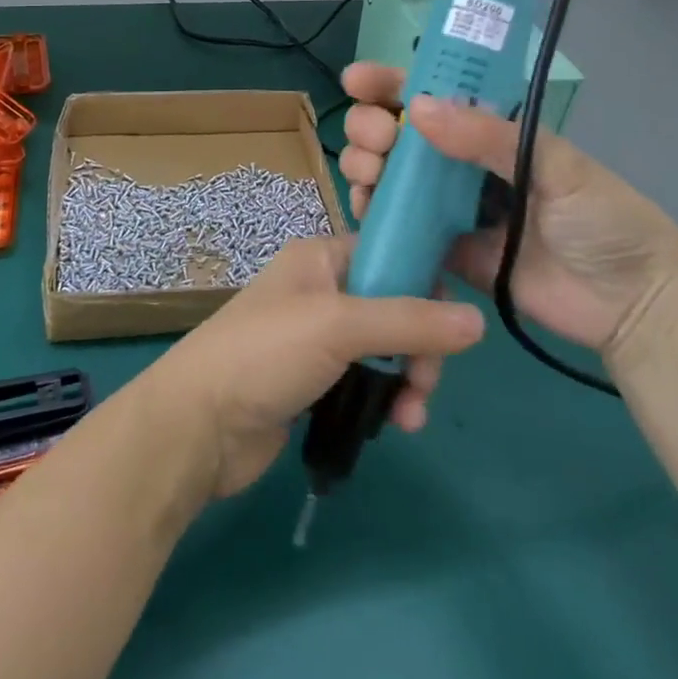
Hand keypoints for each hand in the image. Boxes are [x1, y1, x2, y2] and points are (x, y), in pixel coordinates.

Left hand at [138, 235, 484, 497]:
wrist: (199, 424)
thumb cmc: (266, 353)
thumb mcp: (340, 325)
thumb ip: (410, 321)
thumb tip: (478, 320)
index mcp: (321, 258)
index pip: (389, 254)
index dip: (425, 283)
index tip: (453, 322)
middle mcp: (321, 291)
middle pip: (395, 306)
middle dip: (419, 345)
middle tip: (424, 381)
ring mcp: (317, 339)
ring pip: (385, 349)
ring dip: (408, 378)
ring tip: (410, 415)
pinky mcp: (314, 382)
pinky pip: (367, 380)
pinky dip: (386, 398)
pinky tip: (396, 424)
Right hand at [337, 62, 677, 354]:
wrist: (631, 305)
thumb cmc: (606, 221)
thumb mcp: (558, 167)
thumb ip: (488, 138)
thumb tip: (417, 109)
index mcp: (493, 132)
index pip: (435, 95)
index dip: (392, 83)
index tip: (355, 80)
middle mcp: (465, 164)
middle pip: (401, 134)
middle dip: (372, 126)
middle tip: (375, 139)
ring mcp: (452, 208)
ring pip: (392, 177)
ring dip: (366, 166)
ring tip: (367, 175)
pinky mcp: (445, 251)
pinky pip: (400, 227)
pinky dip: (375, 215)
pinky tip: (366, 210)